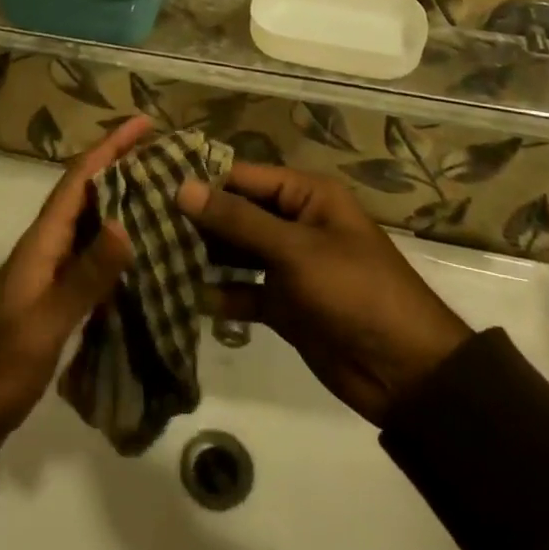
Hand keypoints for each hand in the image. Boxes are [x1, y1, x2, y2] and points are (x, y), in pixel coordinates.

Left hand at [0, 119, 147, 451]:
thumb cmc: (2, 362)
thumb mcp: (46, 321)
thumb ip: (86, 276)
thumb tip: (127, 224)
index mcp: (41, 240)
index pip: (79, 179)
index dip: (110, 147)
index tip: (144, 124)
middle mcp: (47, 246)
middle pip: (87, 193)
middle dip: (121, 166)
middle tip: (165, 153)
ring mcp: (50, 271)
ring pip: (92, 222)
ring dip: (123, 200)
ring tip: (163, 190)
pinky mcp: (57, 296)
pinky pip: (93, 255)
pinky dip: (119, 243)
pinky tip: (144, 250)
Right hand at [178, 163, 468, 426]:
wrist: (405, 372)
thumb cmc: (354, 291)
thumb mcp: (295, 250)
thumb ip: (237, 220)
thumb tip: (182, 187)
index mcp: (306, 196)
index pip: (244, 176)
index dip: (203, 180)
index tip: (153, 183)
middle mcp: (294, 223)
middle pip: (237, 214)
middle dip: (197, 220)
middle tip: (143, 223)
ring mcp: (288, 265)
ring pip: (236, 252)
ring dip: (203, 257)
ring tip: (153, 257)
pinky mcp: (284, 304)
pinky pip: (243, 291)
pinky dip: (219, 294)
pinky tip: (184, 298)